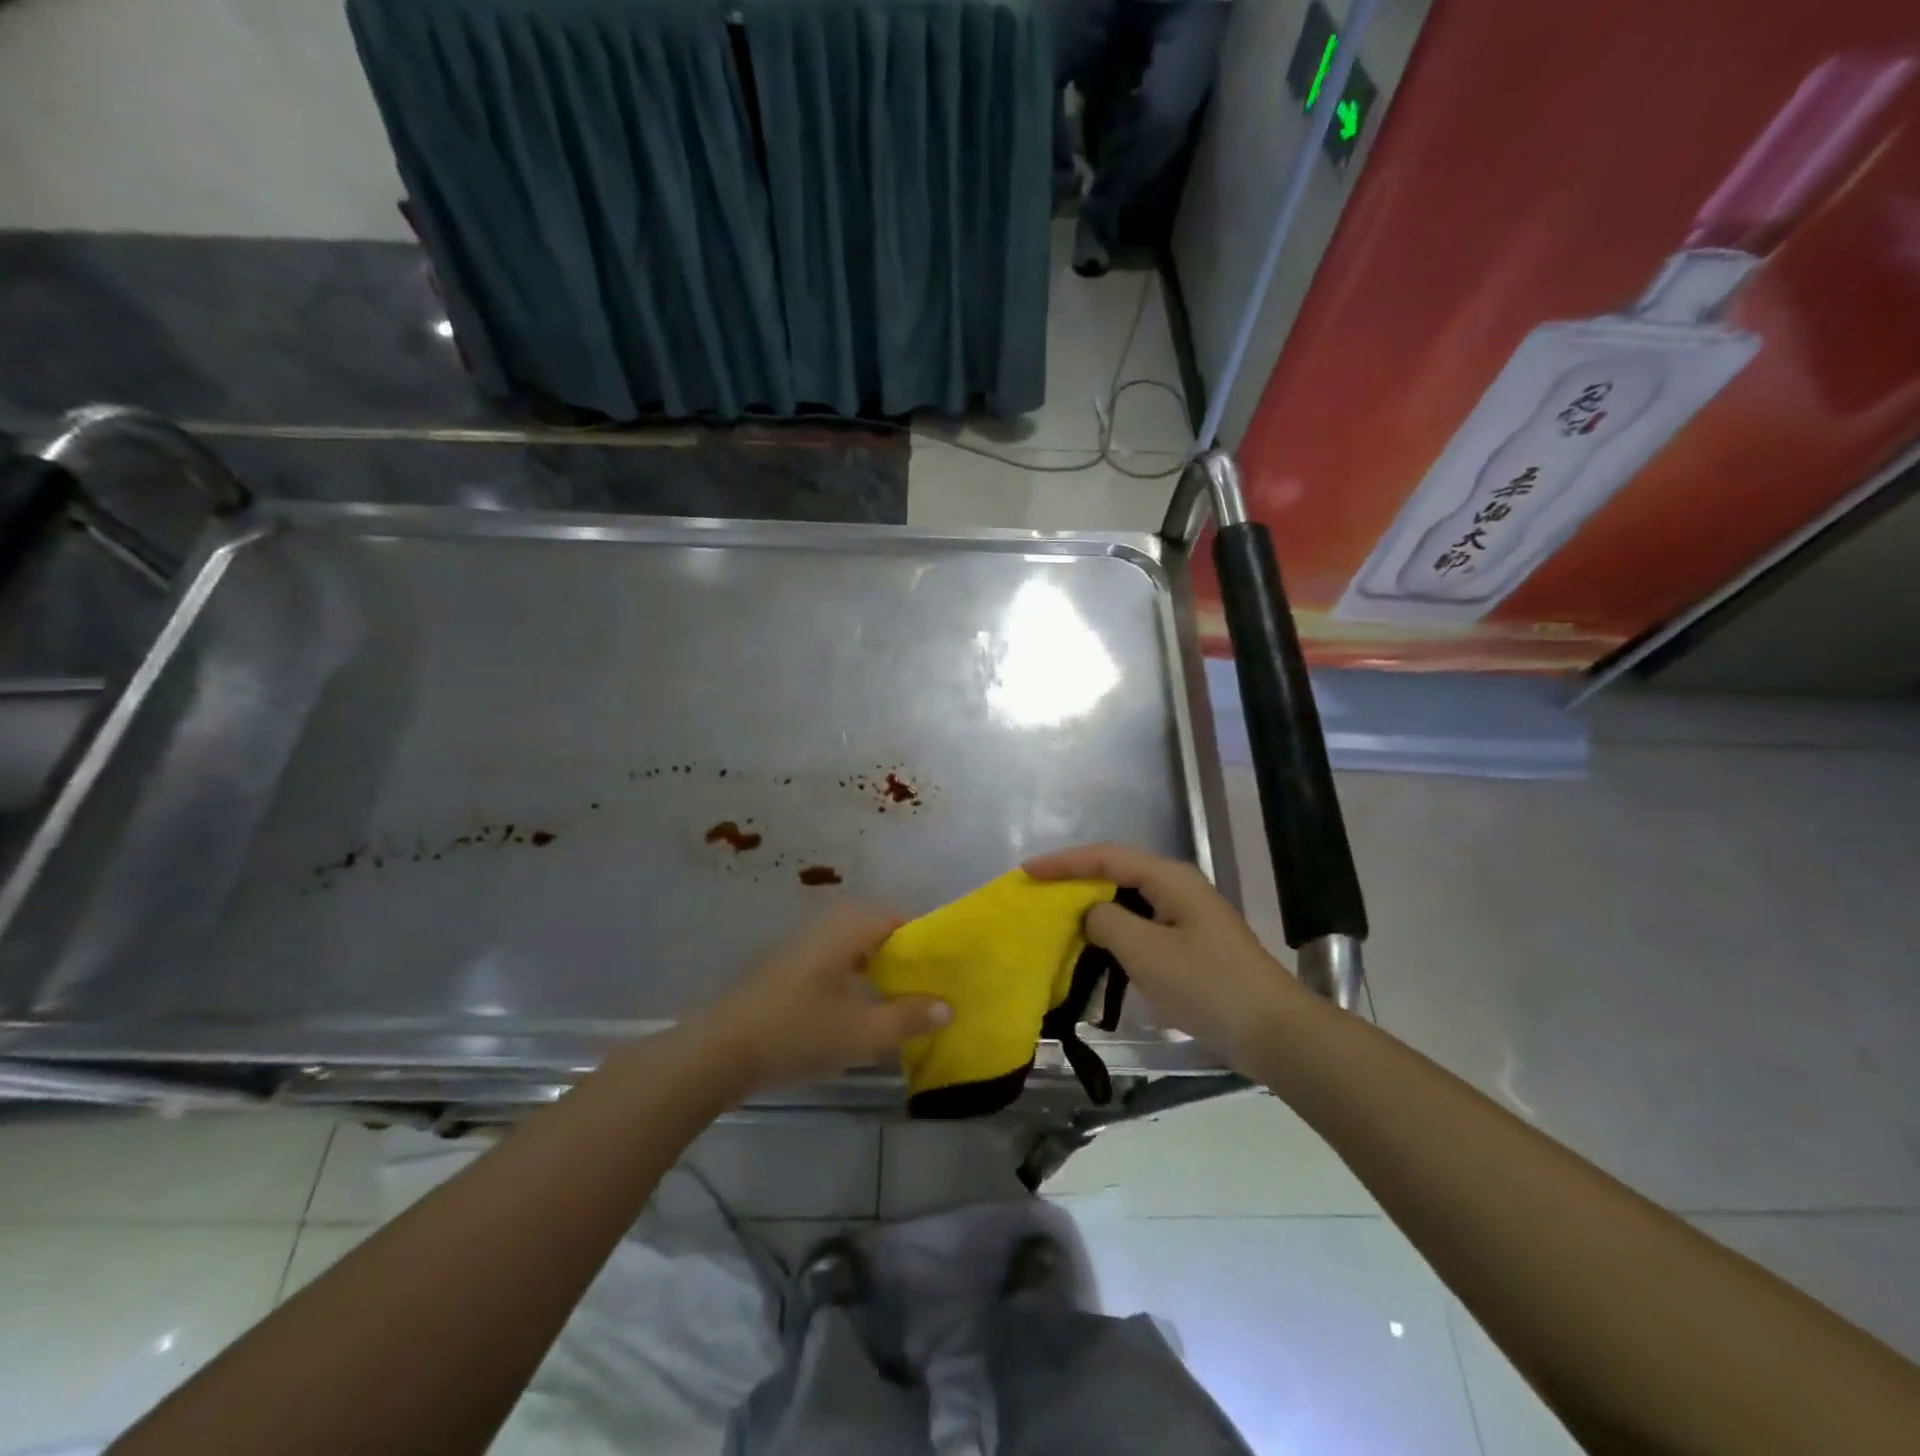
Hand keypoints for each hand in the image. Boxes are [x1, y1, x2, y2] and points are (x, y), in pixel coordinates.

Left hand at [702, 904, 950, 1091]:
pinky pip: (839, 959)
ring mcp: (806, 944)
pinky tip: (863, 1009)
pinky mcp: (791, 967)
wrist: (719, 1051)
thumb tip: (947, 1005)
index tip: (949, 968)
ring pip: (858, 945)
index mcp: (849, 927)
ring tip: (905, 1000)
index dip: (929, 941)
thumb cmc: (796, 1032)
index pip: (902, 918)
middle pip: (881, 930)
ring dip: (882, 968)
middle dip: (907, 956)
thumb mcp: (861, 1033)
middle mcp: (828, 925)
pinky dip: (859, 976)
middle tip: (931, 986)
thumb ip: (908, 1018)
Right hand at [1025, 842, 1309, 1070]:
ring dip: (1092, 906)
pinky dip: (1112, 930)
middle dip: (1075, 880)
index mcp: (1169, 878)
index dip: (1063, 862)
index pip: (1106, 857)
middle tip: (1037, 893)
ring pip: (1127, 899)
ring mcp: (1186, 915)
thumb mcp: (1146, 951)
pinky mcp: (1189, 942)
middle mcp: (1177, 887)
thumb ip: (1106, 922)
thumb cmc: (1207, 985)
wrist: (1273, 1031)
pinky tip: (1095, 948)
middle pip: (1116, 872)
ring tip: (1057, 917)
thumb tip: (1090, 912)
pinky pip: (1140, 924)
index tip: (1027, 872)